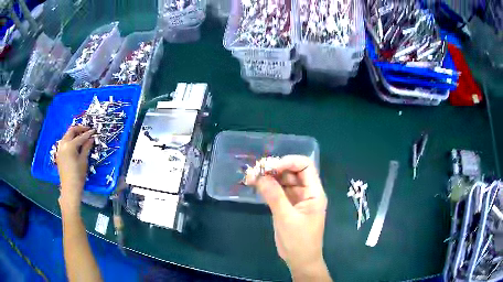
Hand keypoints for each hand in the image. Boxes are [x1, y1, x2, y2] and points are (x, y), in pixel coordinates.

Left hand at [56, 126, 94, 212]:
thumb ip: (86, 147)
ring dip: (74, 133)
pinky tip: (74, 143)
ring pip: (67, 135)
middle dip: (79, 129)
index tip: (94, 130)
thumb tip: (91, 138)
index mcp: (70, 145)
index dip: (88, 133)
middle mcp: (63, 144)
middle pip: (71, 131)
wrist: (70, 188)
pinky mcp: (59, 153)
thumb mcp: (83, 161)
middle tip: (87, 130)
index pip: (81, 136)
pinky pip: (64, 142)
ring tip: (81, 135)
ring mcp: (60, 148)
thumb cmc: (78, 175)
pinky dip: (70, 139)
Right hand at [245, 155, 329, 278]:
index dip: (288, 162)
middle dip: (275, 169)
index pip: (305, 166)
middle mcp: (306, 192)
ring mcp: (296, 199)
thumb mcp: (286, 218)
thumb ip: (274, 196)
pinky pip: (277, 192)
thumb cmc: (299, 241)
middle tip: (255, 171)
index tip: (269, 167)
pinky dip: (267, 187)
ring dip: (268, 177)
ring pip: (283, 181)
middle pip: (292, 172)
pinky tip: (255, 186)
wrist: (300, 260)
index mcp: (314, 192)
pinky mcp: (287, 206)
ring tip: (251, 177)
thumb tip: (260, 175)